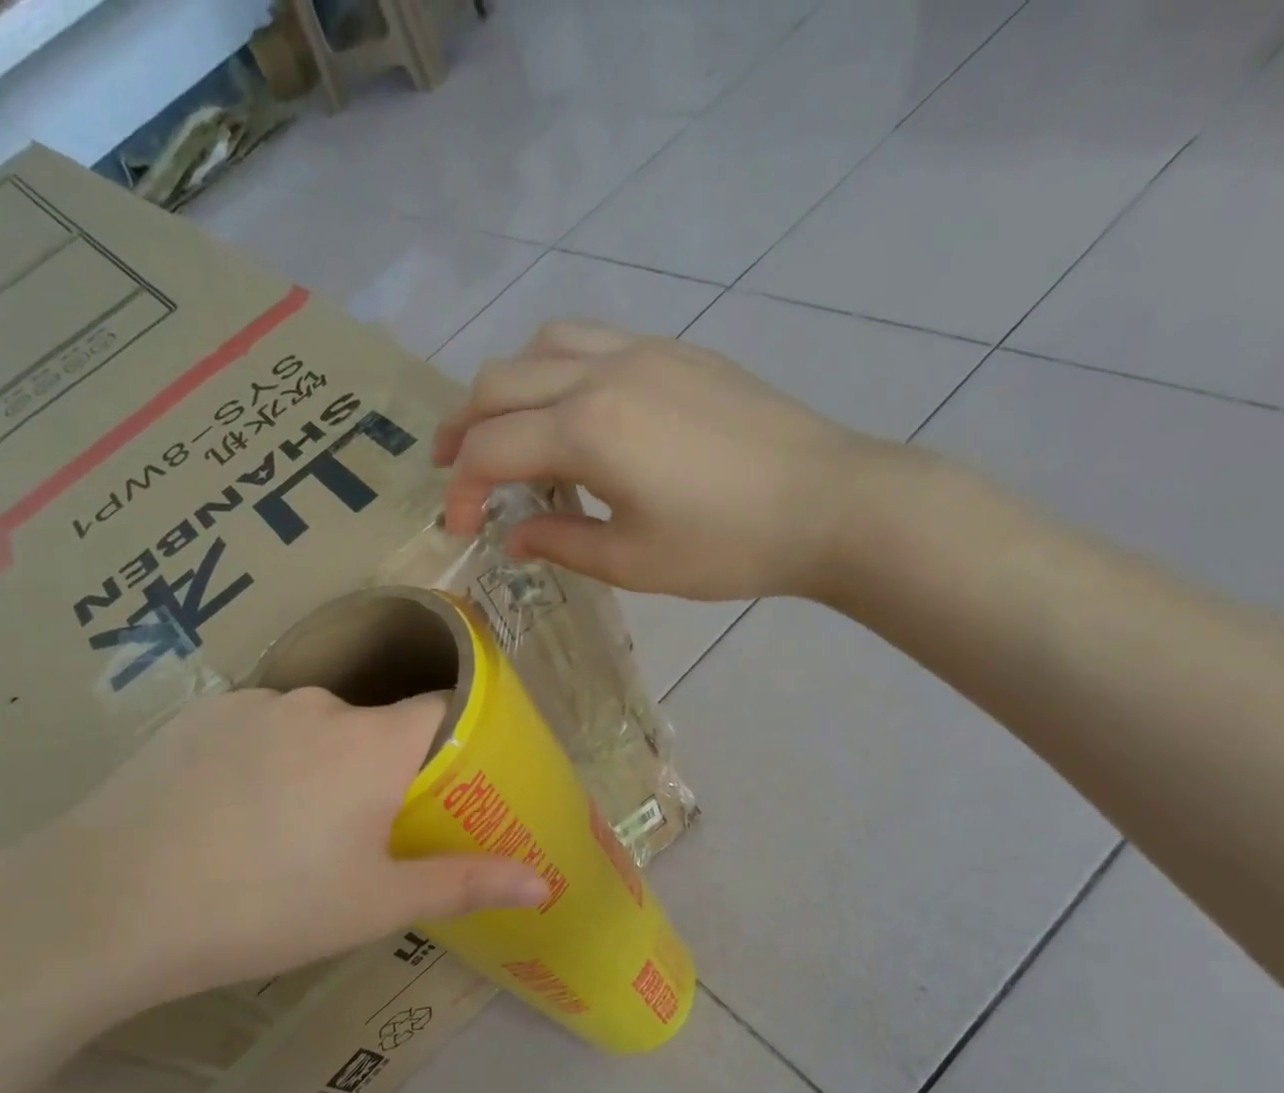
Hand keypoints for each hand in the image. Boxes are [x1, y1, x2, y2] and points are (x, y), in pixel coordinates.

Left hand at [2, 688, 546, 1027]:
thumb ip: (465, 884)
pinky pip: (260, 728)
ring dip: (323, 765)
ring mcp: (253, 704)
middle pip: (378, 724)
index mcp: (373, 743)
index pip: (444, 709)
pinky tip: (232, 813)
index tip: (452, 787)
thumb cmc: (265, 909)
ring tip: (289, 834)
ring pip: (316, 727)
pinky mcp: (200, 715)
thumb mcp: (374, 906)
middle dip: (385, 770)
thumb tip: (545, 884)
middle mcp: (320, 705)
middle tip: (363, 836)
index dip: (458, 741)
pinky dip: (268, 758)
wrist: (106, 906)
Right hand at [436, 321, 921, 600]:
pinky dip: (554, 369)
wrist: (829, 502)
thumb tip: (513, 537)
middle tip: (455, 472)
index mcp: (588, 430)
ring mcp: (642, 352)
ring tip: (503, 431)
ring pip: (542, 346)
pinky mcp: (675, 351)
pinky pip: (590, 340)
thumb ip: (559, 543)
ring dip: (506, 388)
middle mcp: (603, 372)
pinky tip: (569, 410)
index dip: (463, 491)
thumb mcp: (632, 561)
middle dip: (462, 428)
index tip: (461, 529)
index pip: (490, 449)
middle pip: (499, 383)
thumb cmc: (728, 545)